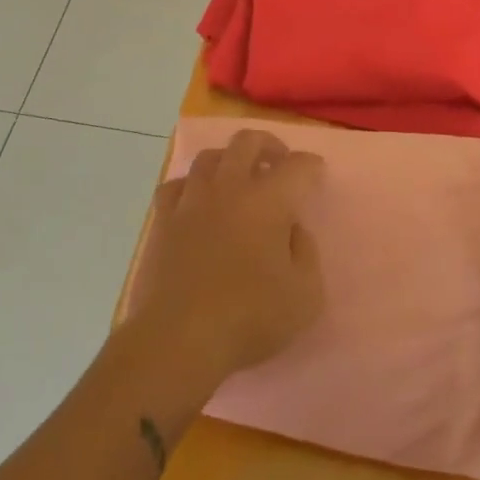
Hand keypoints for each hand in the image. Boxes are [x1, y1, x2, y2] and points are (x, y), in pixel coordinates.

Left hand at [128, 129, 325, 387]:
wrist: (178, 337)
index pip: (297, 166)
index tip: (316, 173)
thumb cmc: (249, 317)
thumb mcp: (305, 295)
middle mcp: (229, 188)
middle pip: (247, 142)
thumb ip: (306, 254)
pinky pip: (176, 185)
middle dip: (268, 145)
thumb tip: (292, 230)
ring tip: (238, 177)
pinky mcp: (162, 220)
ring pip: (209, 157)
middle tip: (278, 162)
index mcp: (268, 201)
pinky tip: (196, 200)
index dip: (311, 166)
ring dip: (229, 159)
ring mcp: (191, 201)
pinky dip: (191, 185)